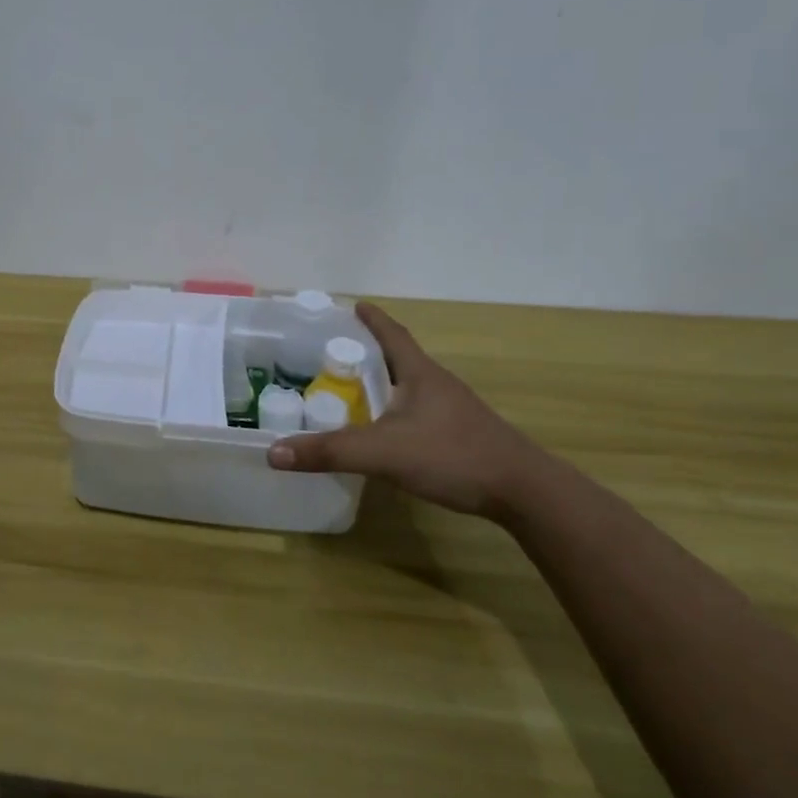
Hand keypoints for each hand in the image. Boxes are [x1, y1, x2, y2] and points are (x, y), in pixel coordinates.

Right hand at [266, 302, 553, 519]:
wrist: (524, 492)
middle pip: (398, 359)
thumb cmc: (453, 455)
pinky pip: (417, 413)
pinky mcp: (460, 436)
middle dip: (367, 352)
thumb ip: (329, 451)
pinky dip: (393, 412)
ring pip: (408, 388)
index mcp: (420, 374)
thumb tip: (273, 452)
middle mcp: (437, 385)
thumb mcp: (383, 452)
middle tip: (332, 353)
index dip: (372, 319)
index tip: (353, 305)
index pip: (393, 335)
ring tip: (349, 391)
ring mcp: (452, 411)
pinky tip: (382, 431)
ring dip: (381, 384)